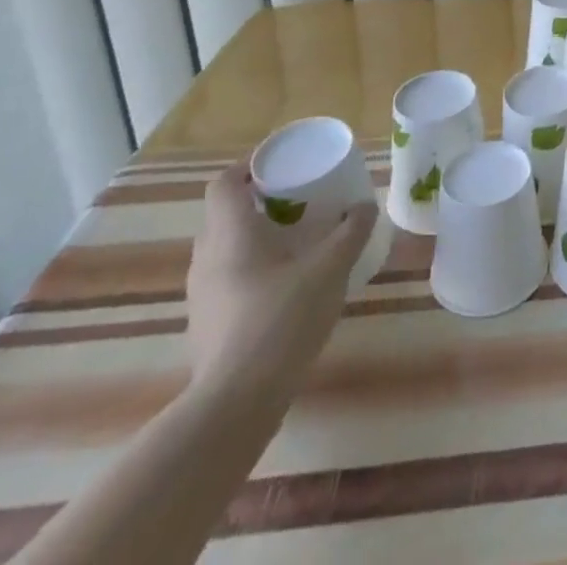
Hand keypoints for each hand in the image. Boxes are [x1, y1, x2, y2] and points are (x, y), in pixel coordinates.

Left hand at [185, 162, 376, 400]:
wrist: (236, 402)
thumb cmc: (282, 319)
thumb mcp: (330, 268)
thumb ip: (351, 232)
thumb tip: (365, 206)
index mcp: (231, 234)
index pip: (224, 184)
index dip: (248, 167)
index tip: (280, 164)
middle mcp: (207, 258)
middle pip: (224, 214)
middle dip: (258, 201)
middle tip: (297, 199)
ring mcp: (201, 294)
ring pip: (224, 248)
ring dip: (254, 236)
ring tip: (294, 240)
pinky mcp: (205, 324)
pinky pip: (225, 278)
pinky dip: (251, 268)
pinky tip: (283, 284)